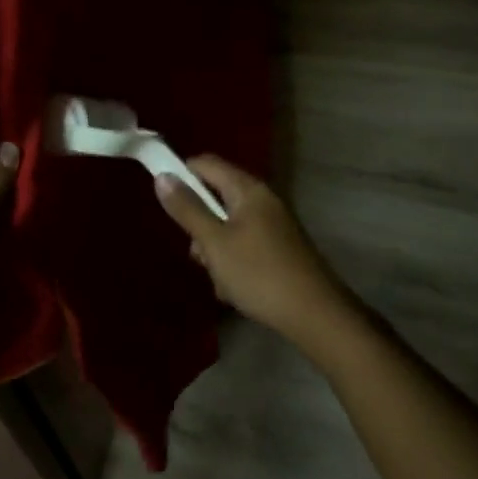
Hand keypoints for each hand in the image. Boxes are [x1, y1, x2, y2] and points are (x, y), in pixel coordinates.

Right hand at [154, 156, 355, 350]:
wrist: (315, 314)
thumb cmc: (259, 273)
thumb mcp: (215, 243)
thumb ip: (188, 209)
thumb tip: (162, 176)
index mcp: (248, 190)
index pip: (207, 164)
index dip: (181, 173)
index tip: (164, 200)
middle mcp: (262, 200)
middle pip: (216, 197)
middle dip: (199, 225)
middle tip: (198, 254)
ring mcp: (273, 225)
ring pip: (227, 227)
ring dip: (214, 250)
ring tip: (219, 279)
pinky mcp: (278, 249)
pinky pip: (243, 246)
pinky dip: (232, 263)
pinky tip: (234, 290)